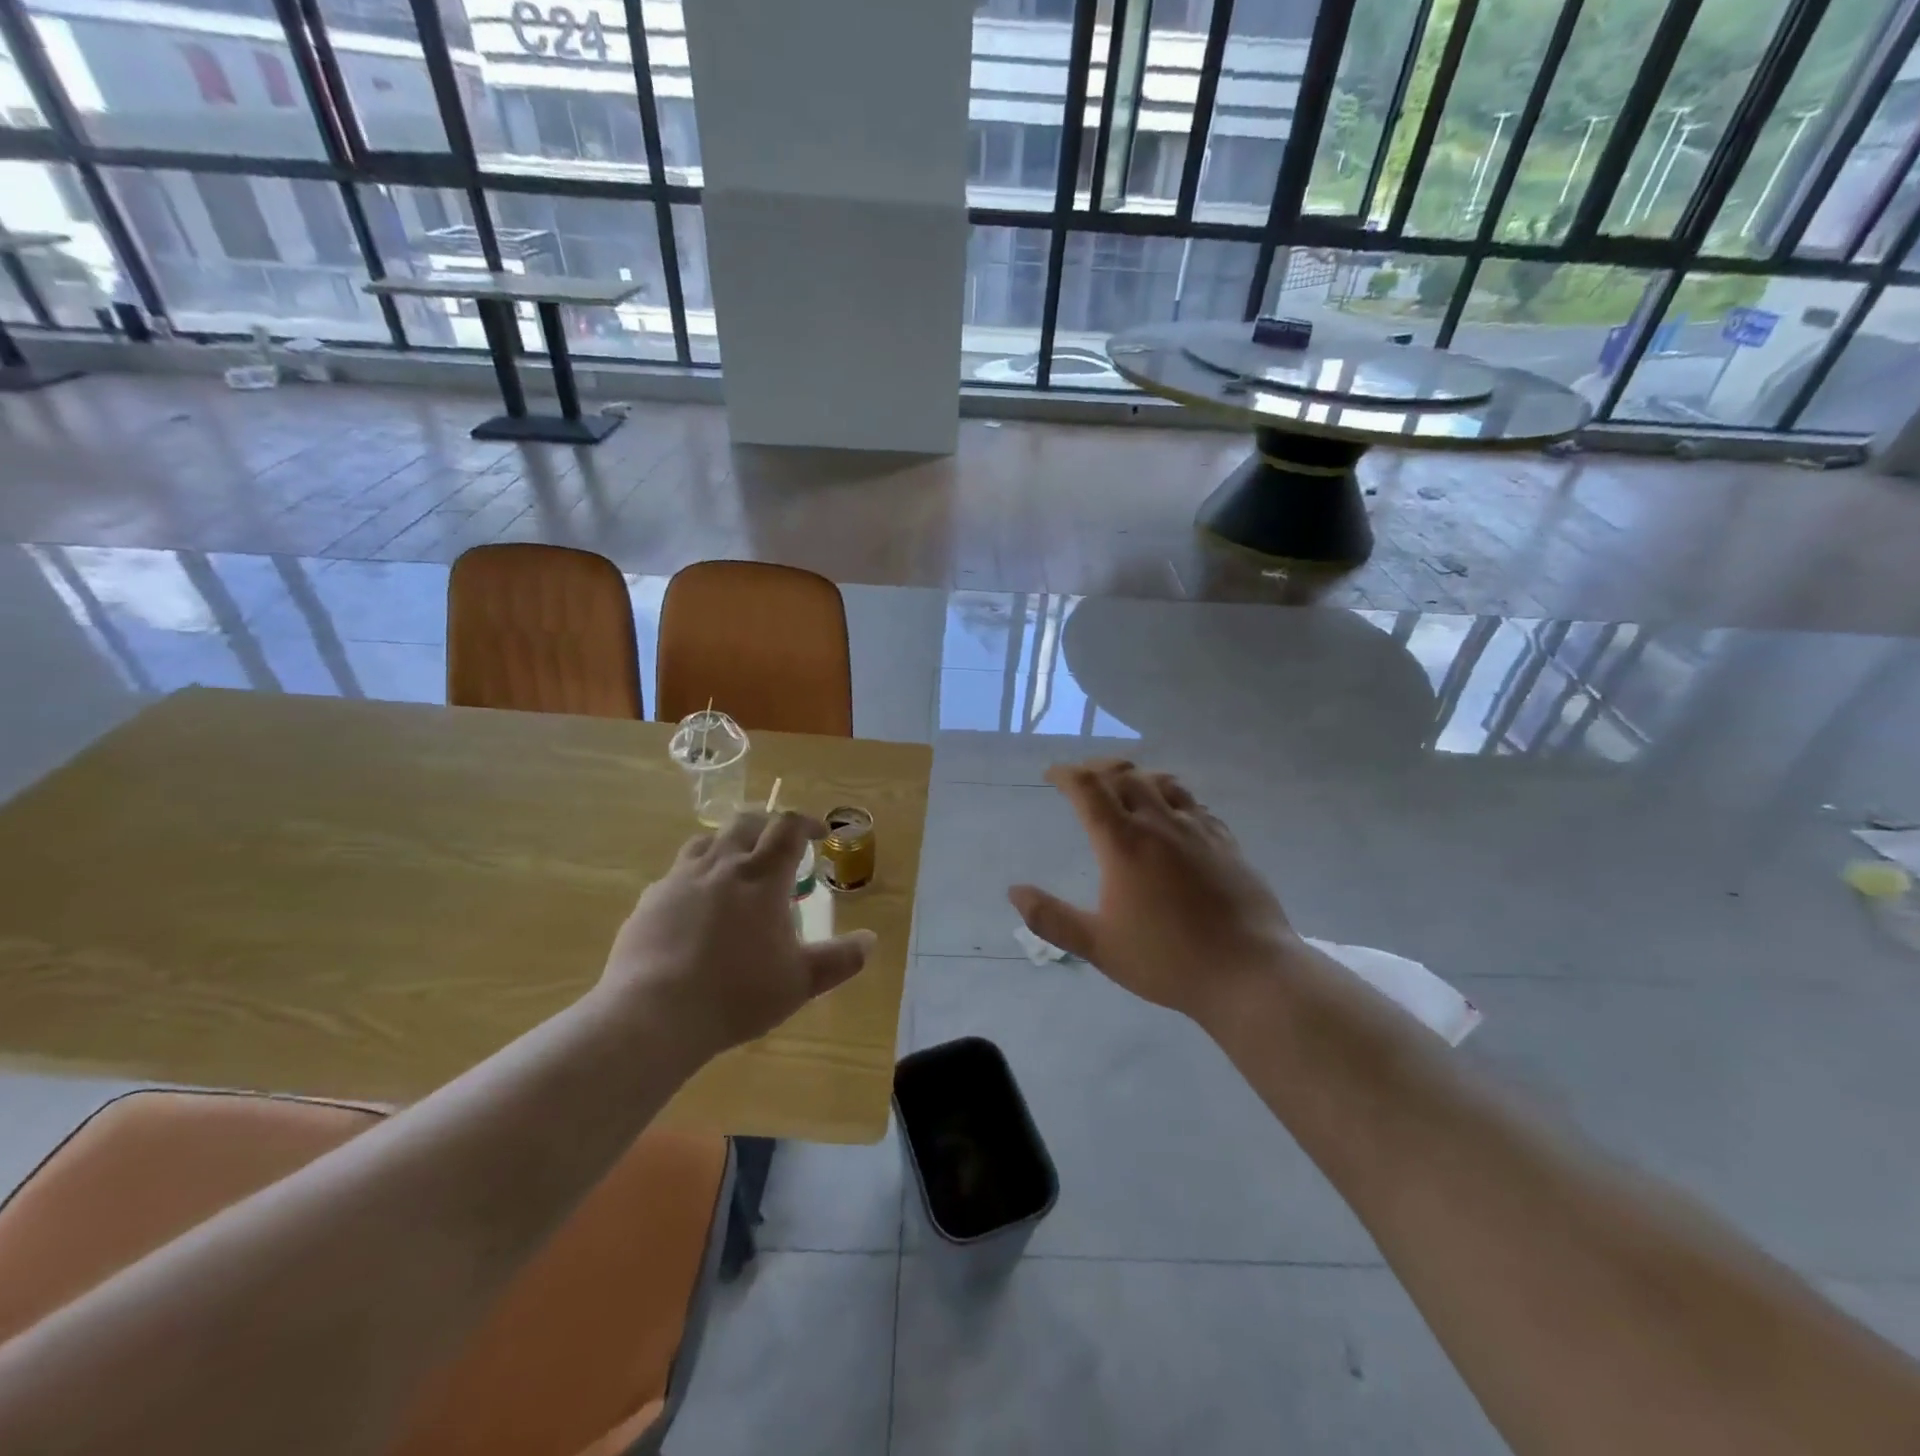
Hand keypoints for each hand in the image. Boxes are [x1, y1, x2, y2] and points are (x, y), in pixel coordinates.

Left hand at [598, 811, 874, 1057]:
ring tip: (737, 866)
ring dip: (729, 843)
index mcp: (762, 877)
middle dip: (768, 825)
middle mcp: (722, 865)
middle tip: (780, 844)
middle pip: (746, 822)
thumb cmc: (737, 993)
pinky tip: (696, 906)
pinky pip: (677, 873)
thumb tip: (871, 941)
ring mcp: (680, 879)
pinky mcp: (649, 901)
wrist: (653, 1014)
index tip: (819, 833)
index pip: (788, 828)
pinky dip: (696, 876)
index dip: (807, 823)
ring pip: (708, 840)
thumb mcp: (800, 981)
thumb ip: (839, 959)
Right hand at [1009, 760, 1299, 1021]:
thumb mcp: (1098, 946)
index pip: (1088, 789)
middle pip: (1124, 775)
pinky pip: (1194, 803)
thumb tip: (1014, 891)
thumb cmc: (1167, 960)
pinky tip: (1173, 813)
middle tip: (1083, 777)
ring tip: (1125, 785)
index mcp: (1123, 843)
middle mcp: (1159, 823)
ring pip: (1162, 782)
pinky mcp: (1226, 841)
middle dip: (1098, 768)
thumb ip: (1051, 918)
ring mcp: (1197, 829)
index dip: (1066, 774)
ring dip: (1136, 776)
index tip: (1052, 774)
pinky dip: (1172, 796)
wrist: (1248, 971)